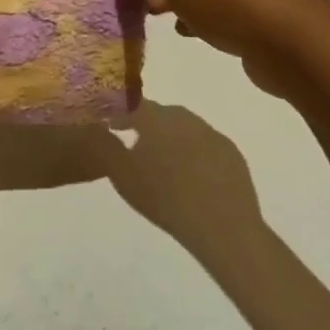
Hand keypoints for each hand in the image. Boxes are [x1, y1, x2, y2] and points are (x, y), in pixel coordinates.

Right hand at [101, 101, 263, 251]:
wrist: (221, 225)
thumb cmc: (163, 197)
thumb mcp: (120, 174)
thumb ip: (105, 146)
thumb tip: (96, 128)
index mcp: (157, 119)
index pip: (132, 104)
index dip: (117, 112)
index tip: (108, 126)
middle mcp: (186, 119)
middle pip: (161, 114)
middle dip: (145, 123)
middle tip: (132, 141)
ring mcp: (213, 135)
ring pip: (184, 128)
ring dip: (169, 137)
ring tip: (159, 160)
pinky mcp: (232, 155)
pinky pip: (204, 145)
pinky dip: (191, 152)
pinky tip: (188, 174)